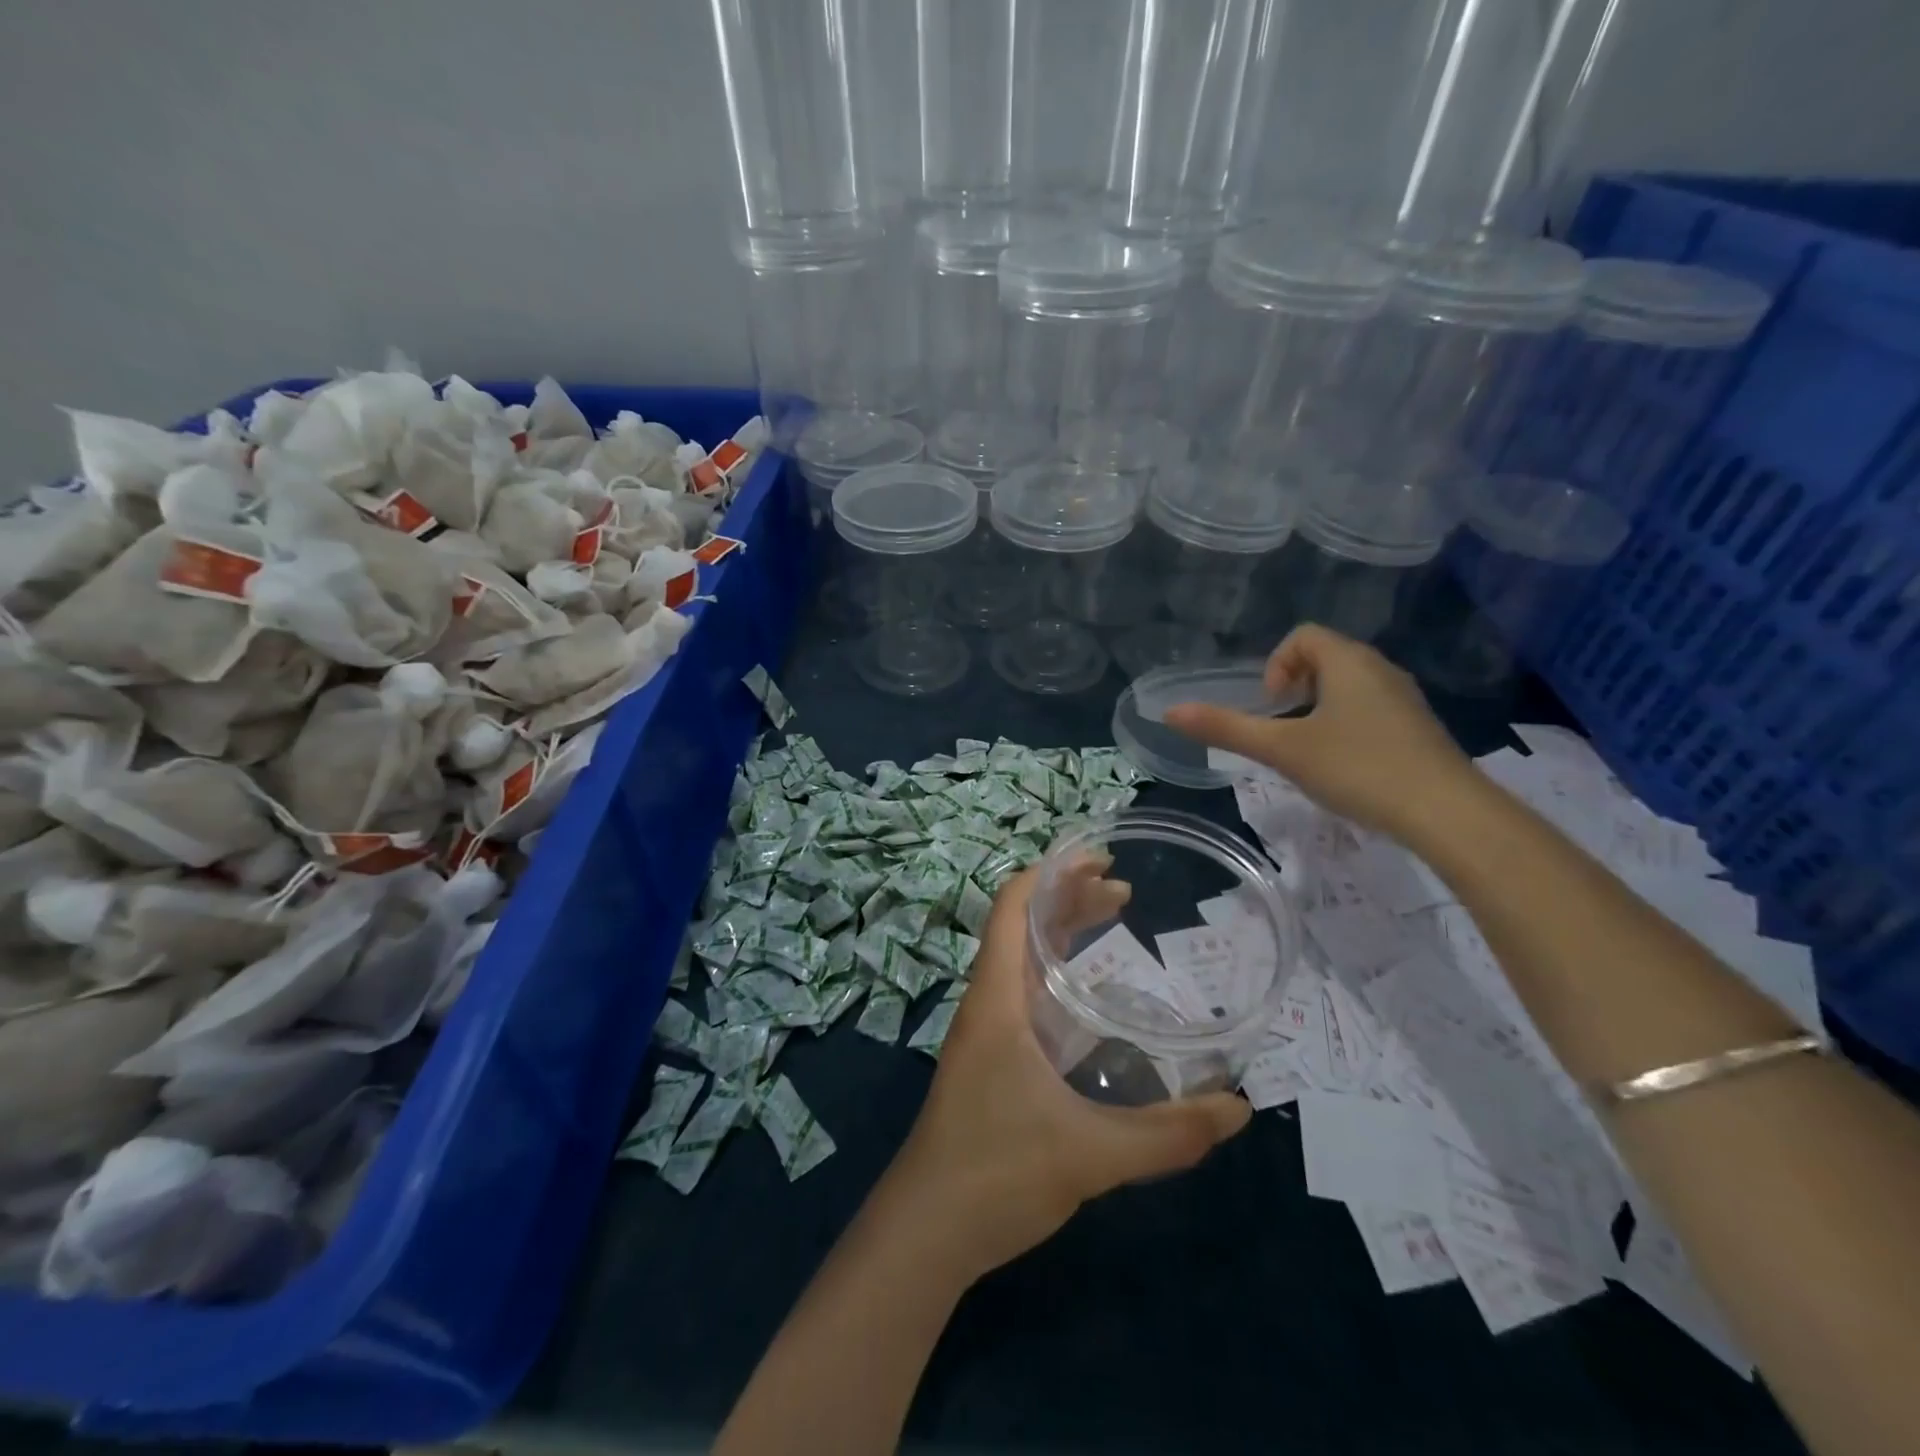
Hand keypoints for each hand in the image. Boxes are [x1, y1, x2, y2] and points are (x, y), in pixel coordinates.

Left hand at [884, 867, 1250, 1282]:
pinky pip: (1026, 994)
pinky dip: (1058, 974)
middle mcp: (989, 1003)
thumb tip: (1239, 1110)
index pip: (1011, 908)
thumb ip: (1167, 1135)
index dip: (1050, 873)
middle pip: (1022, 926)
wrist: (926, 1231)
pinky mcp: (992, 1061)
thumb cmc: (996, 1172)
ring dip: (1062, 933)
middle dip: (1068, 898)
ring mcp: (987, 1032)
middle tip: (1123, 888)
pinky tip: (1091, 998)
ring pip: (1024, 960)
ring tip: (1112, 919)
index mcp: (998, 999)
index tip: (1099, 858)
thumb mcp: (1089, 1153)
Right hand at [1163, 624, 1475, 840]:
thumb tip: (1171, 712)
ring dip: (1319, 708)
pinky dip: (1347, 726)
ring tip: (1308, 750)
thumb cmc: (1358, 768)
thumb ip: (1226, 729)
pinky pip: (1371, 710)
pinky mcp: (1418, 729)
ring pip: (1349, 686)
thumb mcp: (1283, 750)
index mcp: (1349, 662)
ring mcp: (1405, 700)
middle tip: (1284, 728)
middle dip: (1294, 687)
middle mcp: (1380, 670)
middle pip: (1326, 657)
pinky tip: (1344, 766)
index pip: (1303, 636)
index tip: (1272, 706)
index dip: (1276, 664)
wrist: (1447, 813)